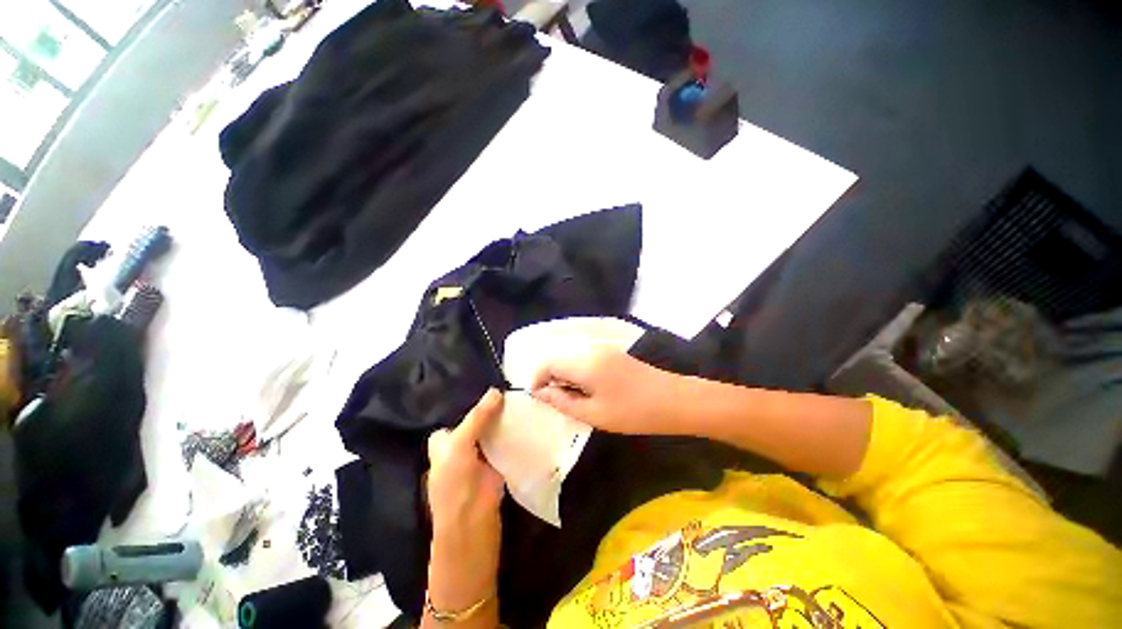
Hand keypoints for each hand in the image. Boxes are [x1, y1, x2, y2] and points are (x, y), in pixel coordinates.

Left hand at [426, 390, 504, 610]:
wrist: (473, 528)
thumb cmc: (455, 485)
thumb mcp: (459, 445)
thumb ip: (477, 418)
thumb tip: (496, 391)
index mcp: (445, 444)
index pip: (459, 417)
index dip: (474, 405)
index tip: (495, 389)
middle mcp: (462, 448)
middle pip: (479, 423)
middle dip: (494, 410)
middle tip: (514, 392)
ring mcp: (481, 458)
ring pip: (493, 433)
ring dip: (506, 421)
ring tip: (524, 401)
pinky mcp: (498, 466)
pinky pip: (506, 444)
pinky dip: (515, 434)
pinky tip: (528, 422)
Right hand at [530, 346, 681, 434]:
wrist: (676, 401)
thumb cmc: (634, 412)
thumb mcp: (594, 413)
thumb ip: (563, 402)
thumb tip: (540, 394)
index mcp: (585, 363)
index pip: (548, 363)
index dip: (538, 380)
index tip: (539, 400)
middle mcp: (592, 350)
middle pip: (560, 359)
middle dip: (552, 380)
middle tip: (558, 404)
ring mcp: (605, 351)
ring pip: (574, 360)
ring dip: (567, 378)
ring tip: (575, 401)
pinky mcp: (614, 355)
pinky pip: (587, 361)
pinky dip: (581, 375)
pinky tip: (591, 392)